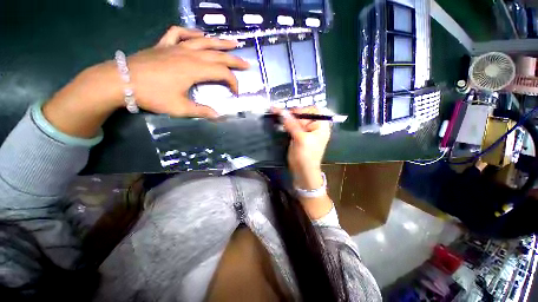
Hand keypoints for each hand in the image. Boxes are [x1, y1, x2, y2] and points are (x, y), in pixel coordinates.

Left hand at [127, 26, 248, 117]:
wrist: (121, 80)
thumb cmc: (152, 95)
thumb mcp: (180, 108)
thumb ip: (202, 111)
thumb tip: (218, 115)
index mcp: (194, 70)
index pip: (222, 74)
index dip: (233, 83)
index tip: (235, 93)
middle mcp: (189, 55)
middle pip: (217, 55)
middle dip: (234, 60)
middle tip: (246, 63)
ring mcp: (176, 47)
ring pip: (203, 41)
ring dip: (220, 41)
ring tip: (233, 42)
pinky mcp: (164, 45)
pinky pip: (179, 33)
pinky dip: (190, 32)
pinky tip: (199, 34)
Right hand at [275, 107, 330, 189]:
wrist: (303, 171)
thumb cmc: (306, 156)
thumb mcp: (301, 139)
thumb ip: (292, 124)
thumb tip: (282, 112)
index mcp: (321, 125)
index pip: (312, 110)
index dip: (301, 109)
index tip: (289, 112)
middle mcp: (314, 126)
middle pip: (302, 114)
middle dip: (291, 113)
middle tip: (277, 111)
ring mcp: (305, 131)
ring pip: (295, 120)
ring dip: (286, 117)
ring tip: (274, 113)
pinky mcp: (297, 135)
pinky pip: (291, 126)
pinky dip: (285, 124)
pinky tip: (278, 121)